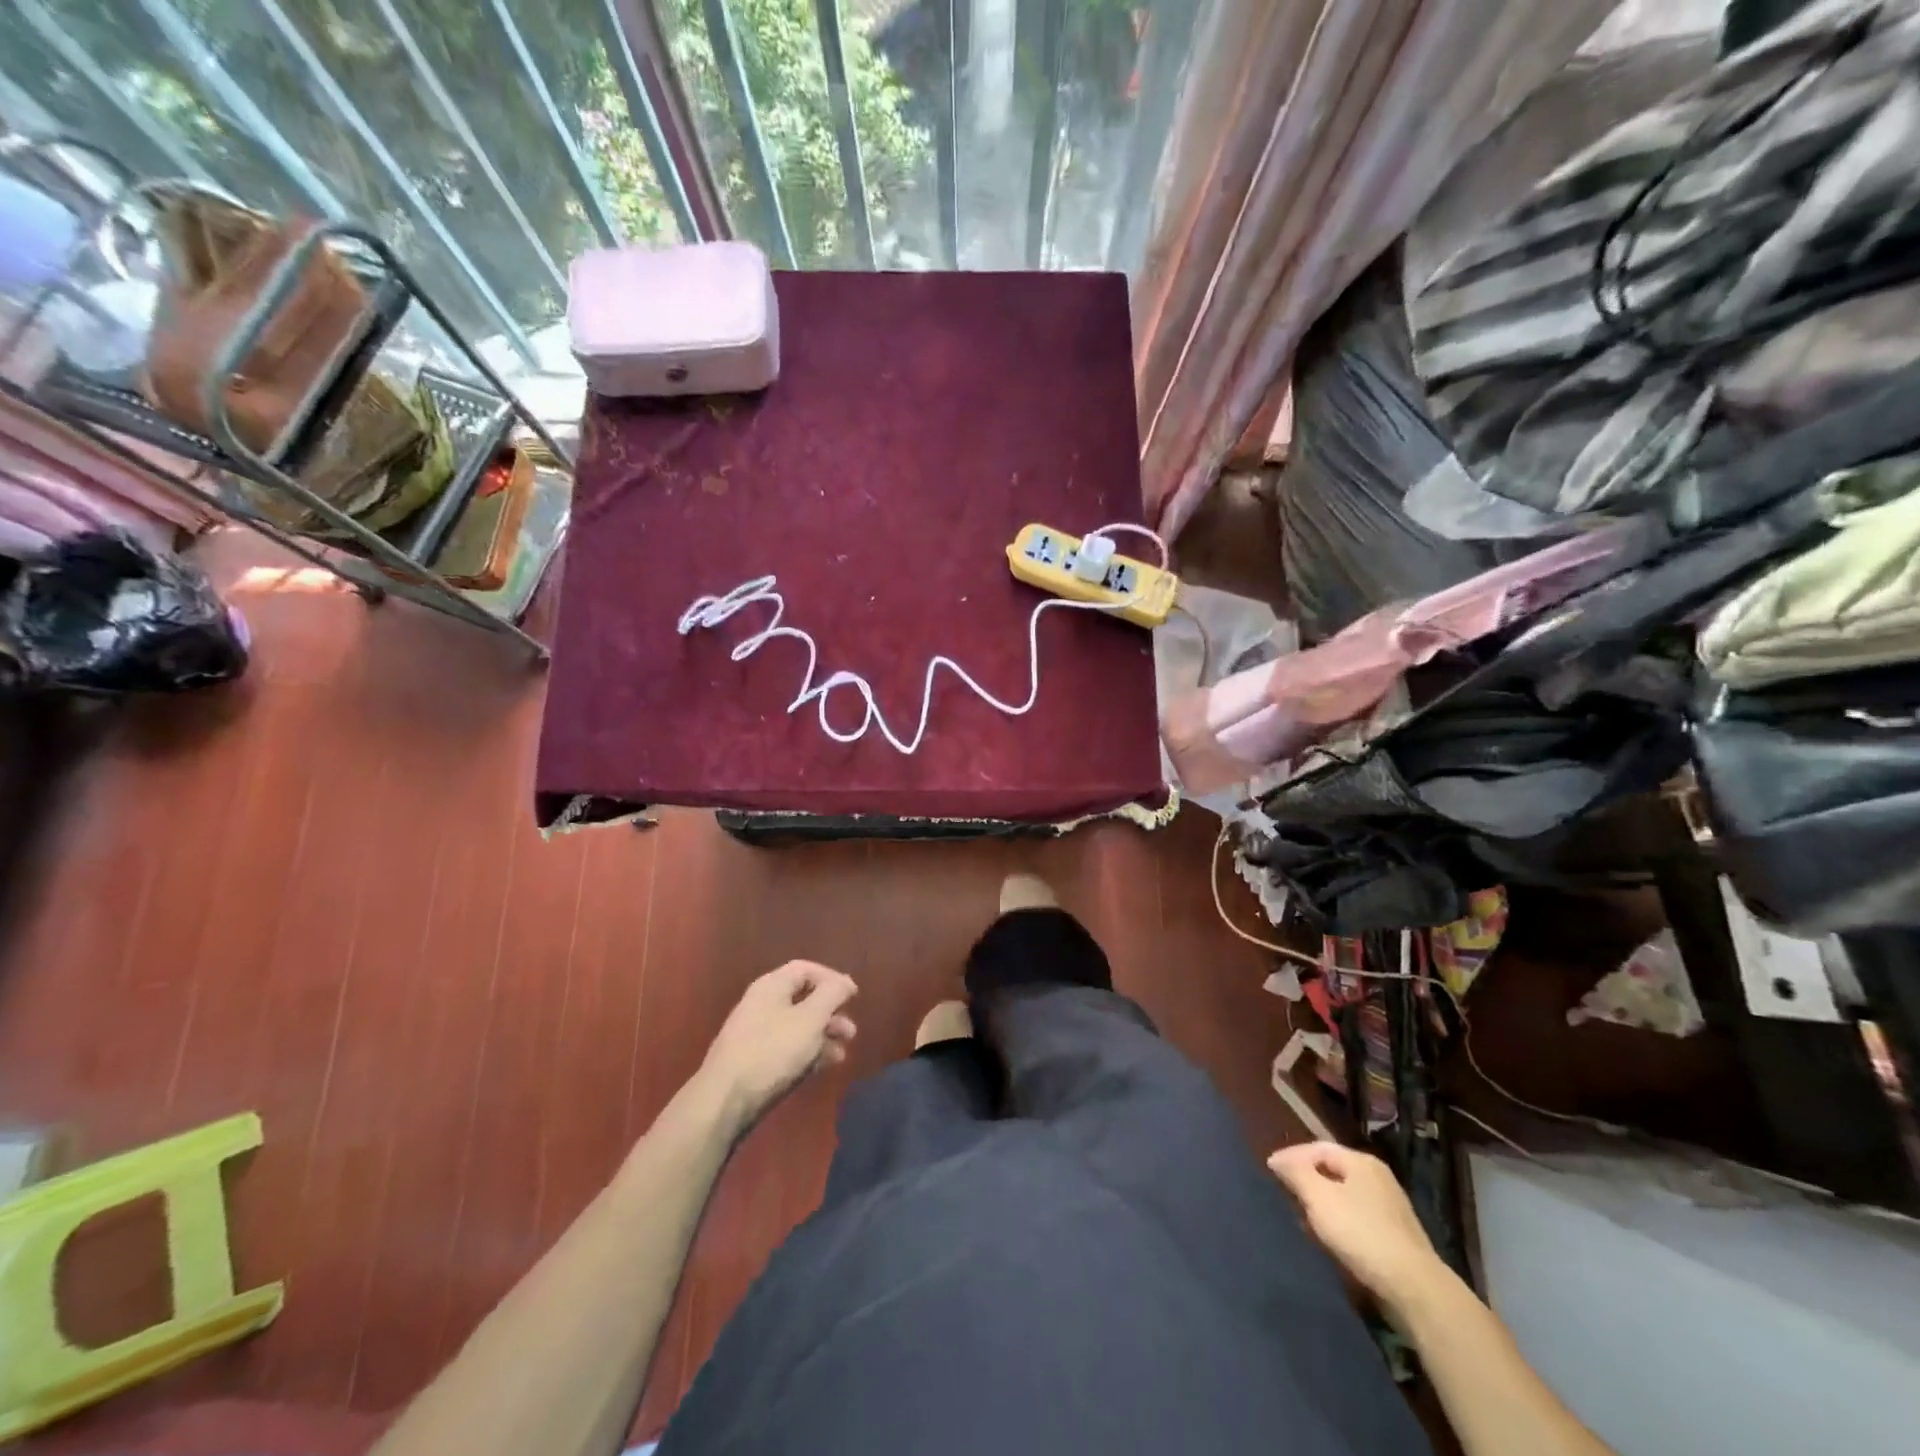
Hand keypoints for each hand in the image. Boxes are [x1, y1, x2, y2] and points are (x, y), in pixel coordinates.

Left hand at [698, 961, 857, 1134]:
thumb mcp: (810, 1018)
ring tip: (842, 1053)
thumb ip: (832, 994)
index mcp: (771, 986)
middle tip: (851, 1031)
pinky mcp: (755, 1061)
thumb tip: (845, 981)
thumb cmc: (772, 1051)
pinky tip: (824, 1065)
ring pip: (798, 1026)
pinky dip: (808, 1052)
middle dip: (831, 1013)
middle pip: (804, 999)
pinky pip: (788, 1048)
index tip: (853, 996)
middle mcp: (762, 1004)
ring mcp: (757, 1034)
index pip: (805, 969)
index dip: (832, 978)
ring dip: (823, 1036)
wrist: (725, 1100)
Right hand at [1268, 1142, 1447, 1318]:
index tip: (1269, 1171)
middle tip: (1284, 1193)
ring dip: (1321, 1203)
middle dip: (1306, 1180)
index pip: (1317, 1148)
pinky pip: (1357, 1218)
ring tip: (1302, 1217)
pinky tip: (1329, 1238)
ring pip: (1344, 1195)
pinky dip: (1338, 1221)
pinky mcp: (1396, 1236)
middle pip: (1332, 1170)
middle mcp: (1378, 1178)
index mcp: (1361, 1161)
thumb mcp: (1319, 1198)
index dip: (1290, 1156)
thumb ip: (1295, 1173)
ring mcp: (1390, 1208)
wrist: (1415, 1288)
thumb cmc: (1361, 1233)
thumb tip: (1278, 1159)